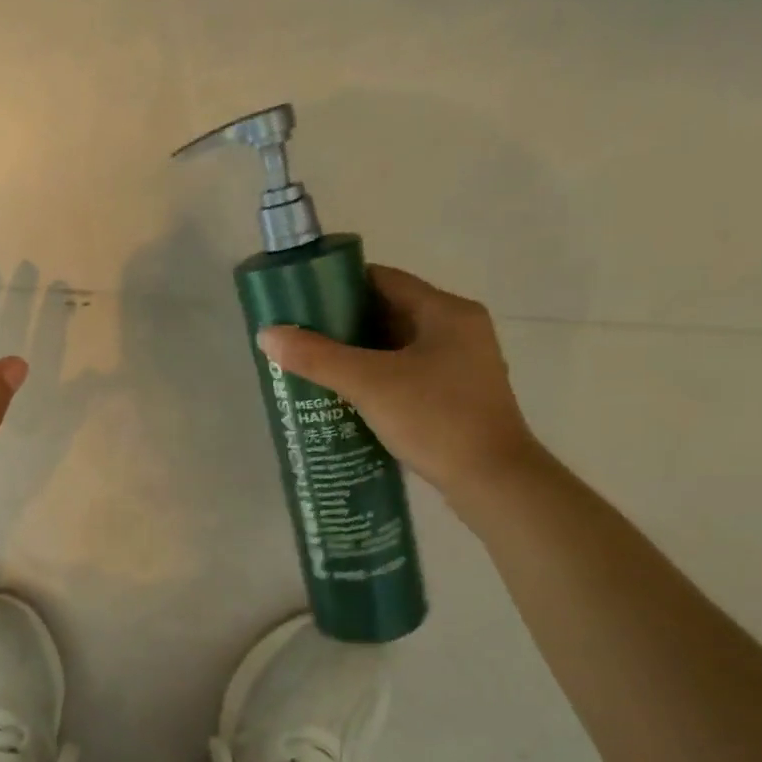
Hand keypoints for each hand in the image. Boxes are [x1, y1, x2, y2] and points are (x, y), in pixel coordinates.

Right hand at [256, 265, 538, 499]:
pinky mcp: (457, 397)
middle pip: (389, 312)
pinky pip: (406, 374)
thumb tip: (268, 334)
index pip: (384, 280)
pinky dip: (375, 378)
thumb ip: (317, 357)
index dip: (339, 284)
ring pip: (397, 347)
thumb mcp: (369, 384)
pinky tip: (345, 396)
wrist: (493, 482)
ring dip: (357, 354)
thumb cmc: (436, 419)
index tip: (301, 299)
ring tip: (313, 366)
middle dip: (342, 324)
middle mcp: (459, 330)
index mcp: (447, 312)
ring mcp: (462, 366)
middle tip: (300, 336)